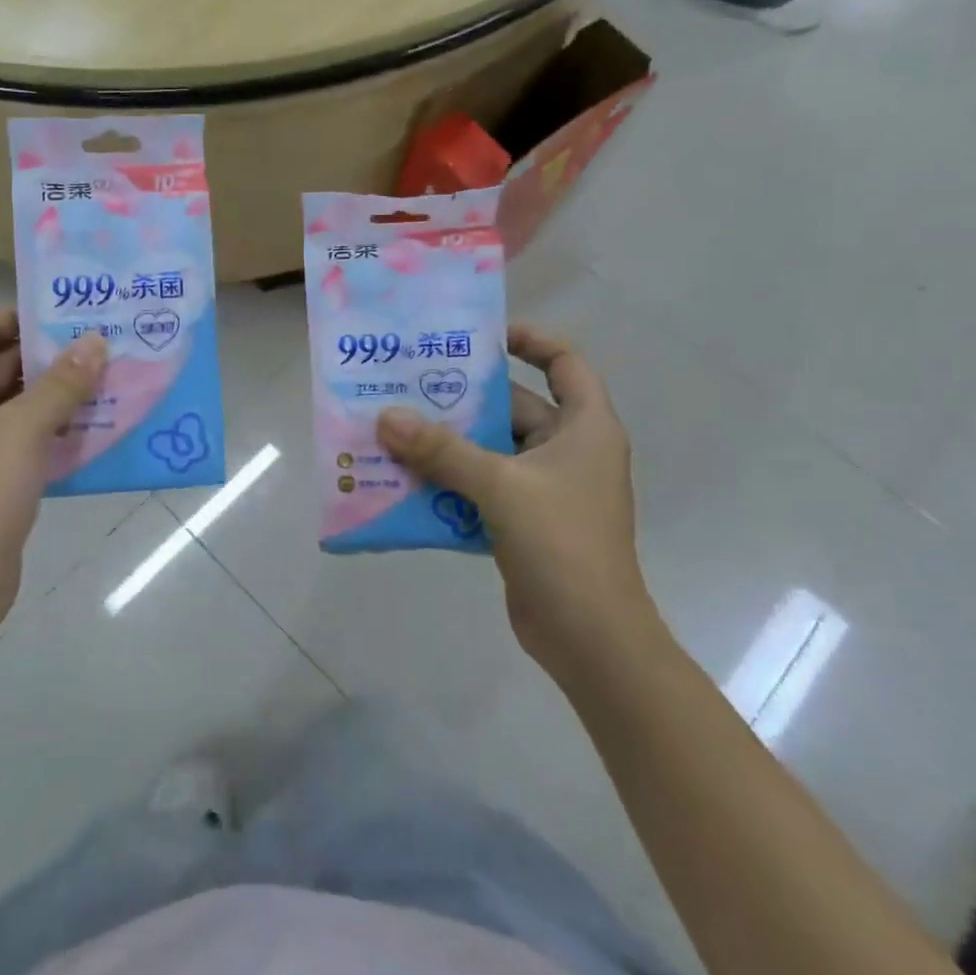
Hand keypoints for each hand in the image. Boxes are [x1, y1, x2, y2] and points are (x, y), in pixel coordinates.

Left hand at [0, 311, 105, 630]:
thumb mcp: (24, 427)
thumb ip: (61, 383)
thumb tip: (94, 341)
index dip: (12, 318)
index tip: (60, 314)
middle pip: (2, 365)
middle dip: (48, 353)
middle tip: (99, 340)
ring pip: (22, 403)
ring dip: (60, 391)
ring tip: (109, 376)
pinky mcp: (1, 477)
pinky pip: (32, 437)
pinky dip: (60, 427)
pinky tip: (99, 425)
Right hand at [377, 324, 658, 676]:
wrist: (589, 638)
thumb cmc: (561, 544)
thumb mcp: (500, 487)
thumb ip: (441, 450)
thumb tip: (386, 417)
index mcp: (584, 428)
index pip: (565, 362)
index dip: (530, 340)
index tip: (480, 336)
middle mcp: (567, 451)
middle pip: (512, 407)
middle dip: (460, 398)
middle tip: (407, 384)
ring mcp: (545, 490)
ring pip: (489, 450)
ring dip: (446, 443)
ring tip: (393, 428)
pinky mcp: (523, 522)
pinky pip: (479, 487)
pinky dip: (447, 482)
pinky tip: (404, 480)